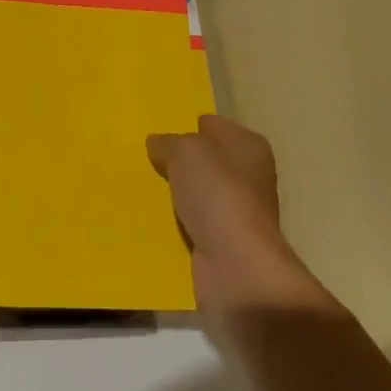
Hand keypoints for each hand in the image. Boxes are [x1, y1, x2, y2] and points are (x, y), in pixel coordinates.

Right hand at [147, 115, 327, 316]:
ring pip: (198, 192)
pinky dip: (177, 222)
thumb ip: (169, 142)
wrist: (236, 265)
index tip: (159, 132)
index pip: (213, 124)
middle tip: (144, 160)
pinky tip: (152, 220)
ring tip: (141, 188)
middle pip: (206, 159)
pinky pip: (194, 222)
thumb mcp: (186, 152)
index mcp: (248, 145)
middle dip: (178, 160)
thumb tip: (157, 142)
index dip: (188, 126)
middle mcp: (249, 175)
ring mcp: (238, 210)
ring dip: (176, 193)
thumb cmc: (217, 195)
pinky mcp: (225, 241)